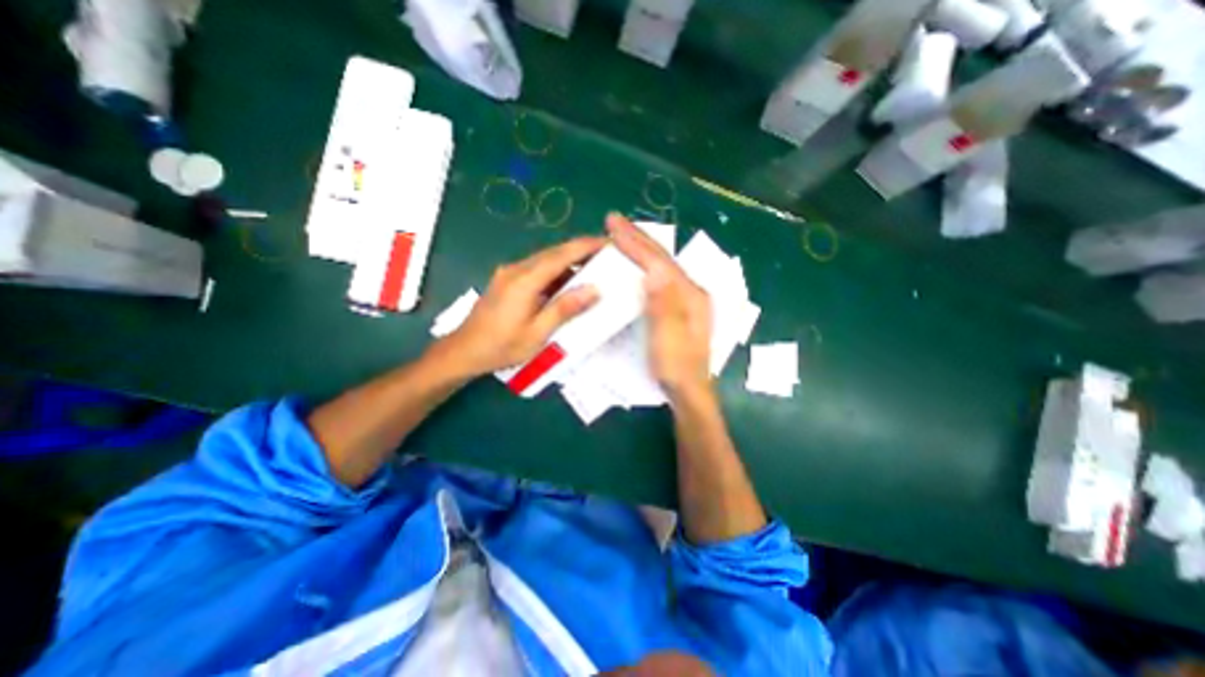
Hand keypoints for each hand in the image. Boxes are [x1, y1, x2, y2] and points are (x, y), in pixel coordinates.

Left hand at [439, 235, 608, 376]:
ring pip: (546, 259)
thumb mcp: (537, 333)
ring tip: (593, 268)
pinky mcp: (508, 280)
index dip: (586, 246)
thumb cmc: (502, 346)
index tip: (609, 241)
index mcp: (525, 280)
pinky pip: (537, 269)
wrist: (464, 350)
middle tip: (607, 255)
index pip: (561, 255)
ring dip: (569, 261)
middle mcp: (517, 269)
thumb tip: (594, 290)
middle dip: (581, 250)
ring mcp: (510, 273)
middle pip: (554, 252)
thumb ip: (565, 308)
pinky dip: (556, 272)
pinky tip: (568, 282)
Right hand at [607, 213, 708, 398]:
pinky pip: (660, 278)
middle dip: (638, 238)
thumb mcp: (669, 339)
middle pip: (662, 258)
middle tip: (615, 221)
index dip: (636, 242)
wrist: (690, 390)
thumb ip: (665, 305)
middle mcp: (691, 291)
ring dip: (642, 248)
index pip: (659, 262)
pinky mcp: (678, 307)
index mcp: (690, 295)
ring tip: (623, 235)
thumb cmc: (677, 368)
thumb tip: (655, 271)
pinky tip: (637, 263)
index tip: (613, 225)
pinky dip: (645, 265)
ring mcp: (686, 299)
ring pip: (662, 265)